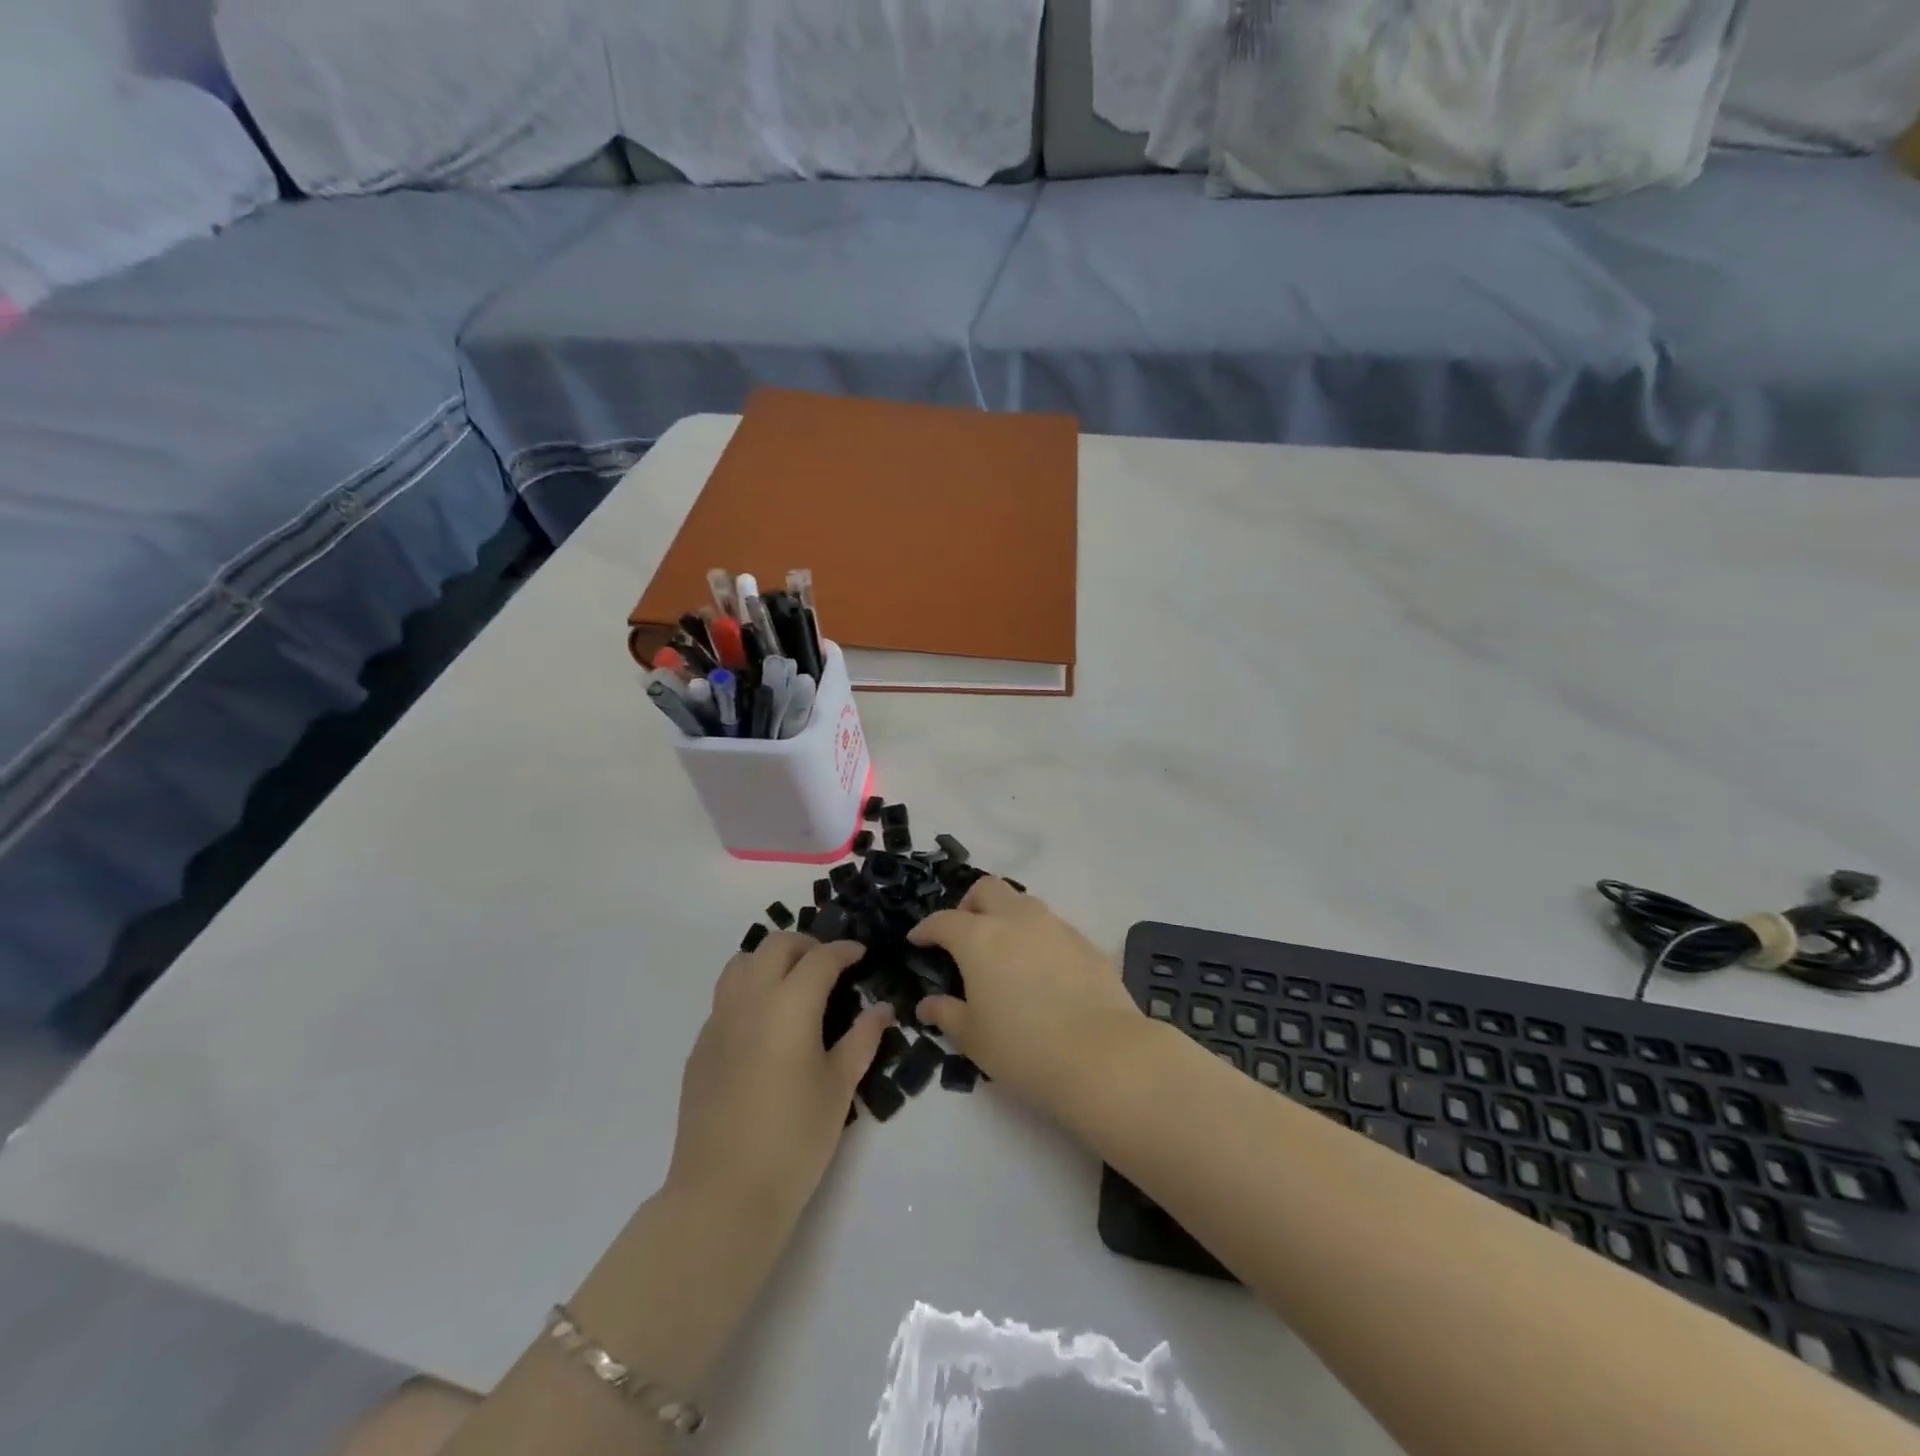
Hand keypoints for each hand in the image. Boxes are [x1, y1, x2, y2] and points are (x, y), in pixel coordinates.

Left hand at [667, 934, 892, 1228]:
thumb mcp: (839, 1087)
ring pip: (741, 963)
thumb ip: (862, 1039)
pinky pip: (725, 998)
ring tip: (793, 984)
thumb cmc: (794, 1139)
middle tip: (829, 965)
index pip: (820, 958)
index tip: (860, 955)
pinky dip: (749, 991)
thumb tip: (881, 1009)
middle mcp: (750, 1000)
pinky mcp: (700, 1047)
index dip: (844, 950)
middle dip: (806, 945)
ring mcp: (718, 1021)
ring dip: (770, 960)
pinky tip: (765, 1026)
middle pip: (775, 946)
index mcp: (790, 1004)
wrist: (723, 1194)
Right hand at [908, 879, 1145, 1121]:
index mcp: (979, 938)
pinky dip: (1037, 936)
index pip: (943, 920)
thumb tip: (927, 1004)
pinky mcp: (1085, 941)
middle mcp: (1016, 919)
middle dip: (969, 905)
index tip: (918, 940)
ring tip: (1003, 950)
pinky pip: (1052, 926)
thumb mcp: (973, 1038)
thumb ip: (947, 1014)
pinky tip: (1040, 969)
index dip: (926, 929)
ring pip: (1023, 902)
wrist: (1102, 1055)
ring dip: (1006, 916)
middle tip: (964, 935)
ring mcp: (1054, 926)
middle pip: (986, 889)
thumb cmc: (1023, 1048)